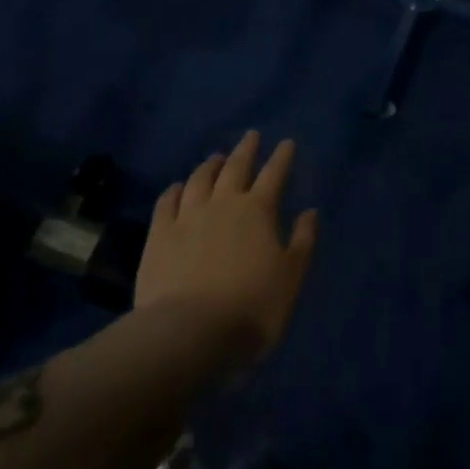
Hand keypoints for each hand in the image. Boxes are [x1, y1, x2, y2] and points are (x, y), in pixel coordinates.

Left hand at [134, 131, 317, 361]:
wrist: (189, 333)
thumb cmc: (251, 308)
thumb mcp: (290, 278)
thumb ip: (302, 242)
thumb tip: (310, 212)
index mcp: (258, 211)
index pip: (274, 174)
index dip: (282, 157)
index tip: (287, 142)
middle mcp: (223, 203)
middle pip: (235, 167)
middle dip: (246, 150)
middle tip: (251, 135)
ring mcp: (188, 217)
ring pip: (199, 180)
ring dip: (210, 166)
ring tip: (215, 158)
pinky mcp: (159, 236)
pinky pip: (166, 203)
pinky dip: (173, 191)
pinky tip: (176, 187)